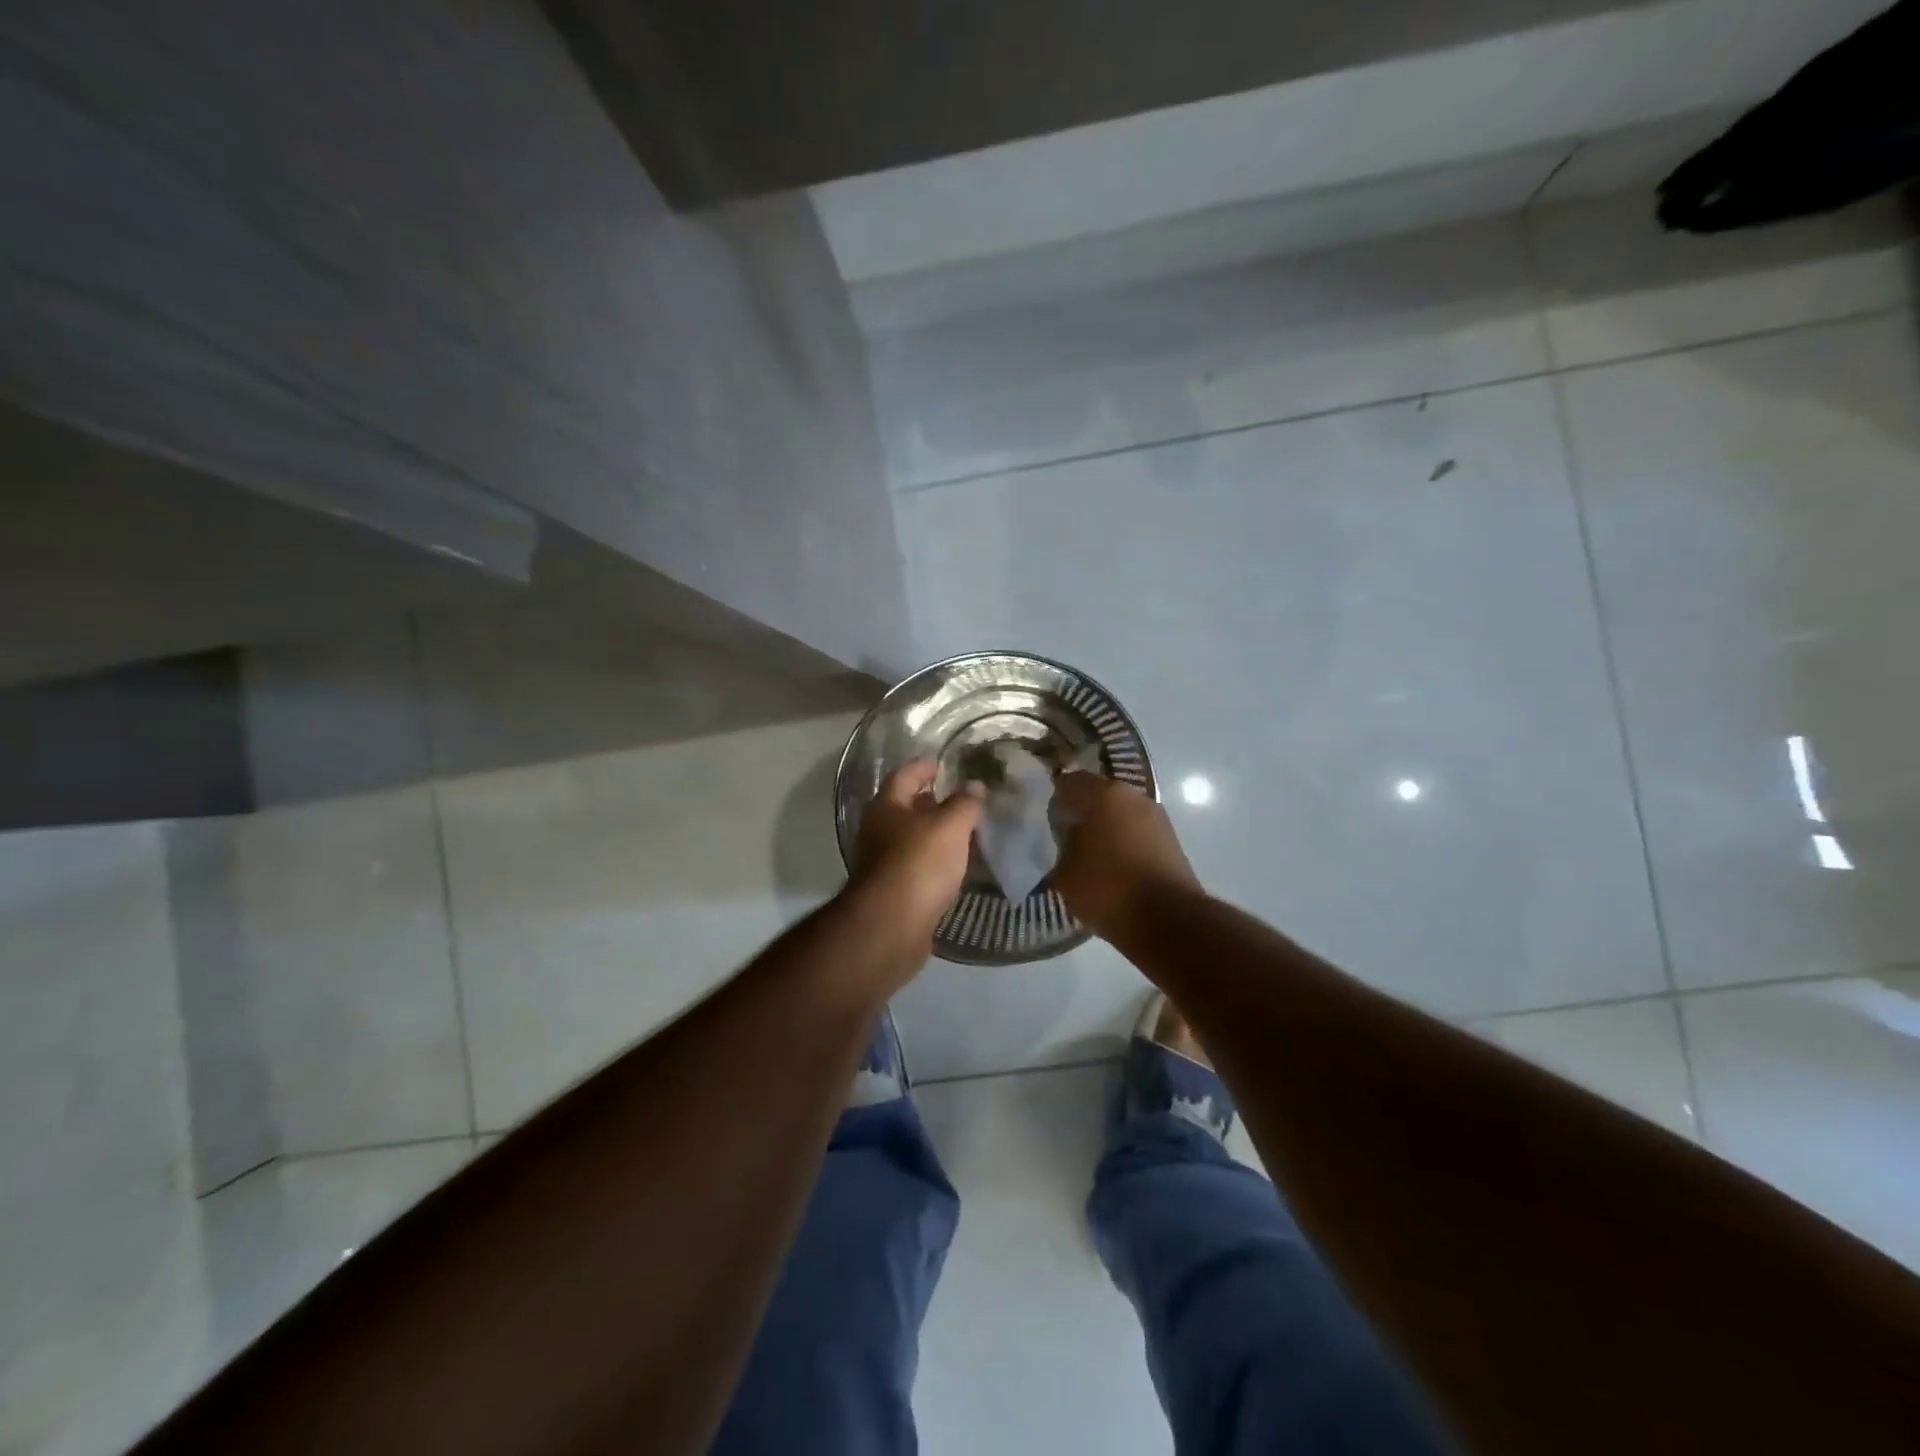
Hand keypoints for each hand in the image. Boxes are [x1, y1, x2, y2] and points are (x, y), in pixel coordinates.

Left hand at [850, 762, 982, 946]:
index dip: (924, 767)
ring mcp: (881, 862)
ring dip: (933, 834)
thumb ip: (964, 804)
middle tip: (961, 799)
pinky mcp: (891, 891)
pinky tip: (955, 866)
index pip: (904, 775)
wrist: (891, 926)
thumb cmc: (918, 864)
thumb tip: (974, 785)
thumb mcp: (950, 826)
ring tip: (964, 832)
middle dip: (930, 802)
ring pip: (911, 839)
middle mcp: (877, 830)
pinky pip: (916, 866)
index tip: (943, 764)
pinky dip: (934, 861)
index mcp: (886, 806)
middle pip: (904, 807)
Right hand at [1052, 773, 1202, 940]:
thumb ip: (1063, 846)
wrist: (1168, 921)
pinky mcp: (1172, 842)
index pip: (1070, 781)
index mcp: (1104, 794)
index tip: (1048, 819)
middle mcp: (1134, 797)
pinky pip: (1139, 835)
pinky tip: (1115, 869)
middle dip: (1084, 813)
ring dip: (1108, 829)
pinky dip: (1126, 845)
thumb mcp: (1065, 872)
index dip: (1057, 798)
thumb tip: (1070, 839)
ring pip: (1122, 816)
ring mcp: (1158, 818)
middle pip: (1101, 796)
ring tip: (1091, 857)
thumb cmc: (1108, 888)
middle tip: (1067, 837)